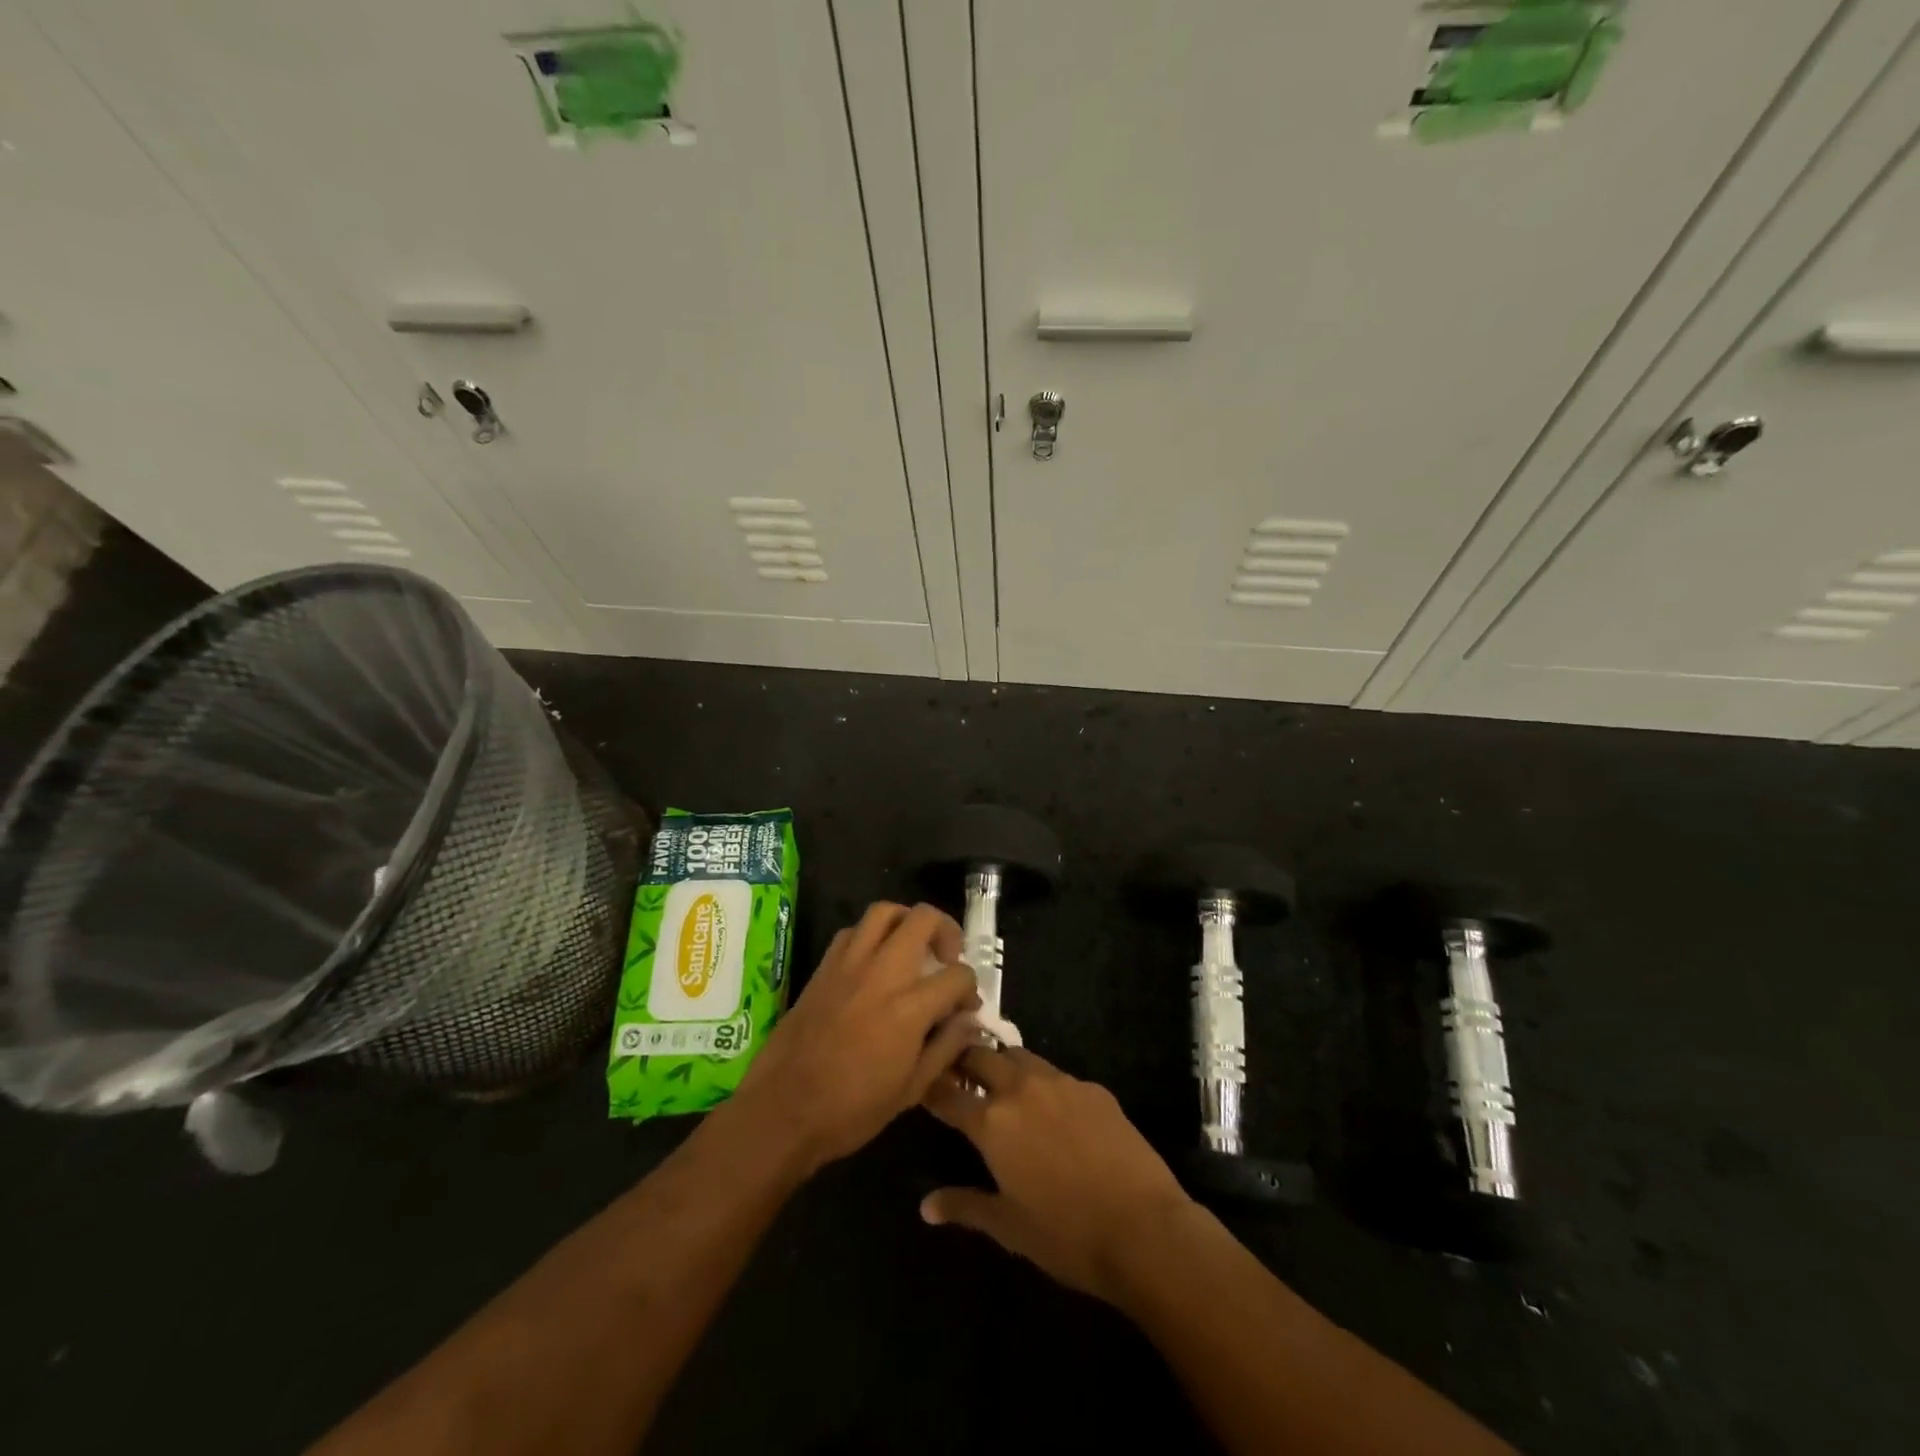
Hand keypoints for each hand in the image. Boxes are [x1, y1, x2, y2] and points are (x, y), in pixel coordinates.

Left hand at [734, 902, 978, 1173]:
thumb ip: (946, 1047)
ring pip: (884, 911)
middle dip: (946, 931)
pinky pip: (853, 931)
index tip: (966, 1006)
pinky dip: (871, 935)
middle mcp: (882, 973)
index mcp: (909, 1008)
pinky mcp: (824, 967)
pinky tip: (874, 961)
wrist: (782, 1111)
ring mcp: (849, 965)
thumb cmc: (851, 1110)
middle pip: (923, 919)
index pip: (957, 975)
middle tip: (947, 956)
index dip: (970, 988)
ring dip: (907, 921)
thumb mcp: (911, 1090)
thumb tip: (969, 1020)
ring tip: (913, 945)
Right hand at [920, 1046, 1193, 1303]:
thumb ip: (964, 1206)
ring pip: (1020, 1057)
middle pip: (982, 1056)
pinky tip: (1052, 1108)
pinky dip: (1043, 1083)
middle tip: (959, 1073)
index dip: (931, 1088)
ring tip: (1001, 1082)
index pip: (948, 1093)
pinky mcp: (1093, 1088)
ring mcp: (1061, 1083)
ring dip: (1004, 1065)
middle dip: (965, 1061)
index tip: (922, 1085)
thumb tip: (926, 1206)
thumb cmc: (1066, 1235)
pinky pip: (1057, 1075)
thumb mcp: (1008, 1227)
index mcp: (992, 1121)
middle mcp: (1021, 1089)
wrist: (1144, 1228)